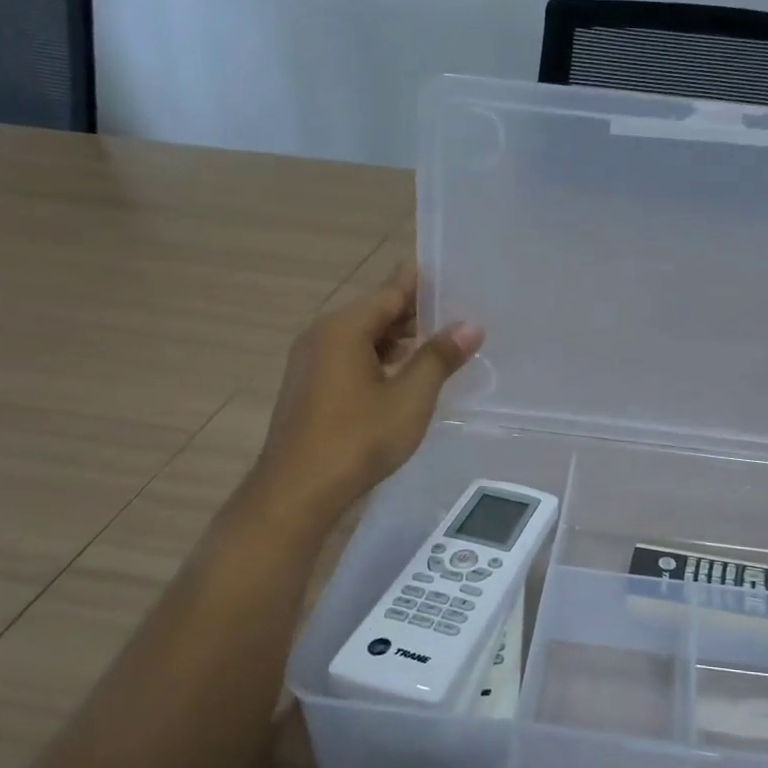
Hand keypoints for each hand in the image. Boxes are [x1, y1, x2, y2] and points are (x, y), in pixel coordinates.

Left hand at [254, 263, 481, 521]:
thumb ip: (439, 357)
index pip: (392, 289)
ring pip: (364, 336)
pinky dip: (381, 357)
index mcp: (344, 327)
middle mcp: (323, 334)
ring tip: (444, 342)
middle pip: (377, 310)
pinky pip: (352, 356)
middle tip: (462, 313)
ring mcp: (313, 361)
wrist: (297, 491)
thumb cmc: (357, 439)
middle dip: (417, 312)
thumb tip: (470, 326)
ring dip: (401, 338)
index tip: (457, 276)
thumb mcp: (410, 398)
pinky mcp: (311, 385)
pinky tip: (408, 373)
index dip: (425, 282)